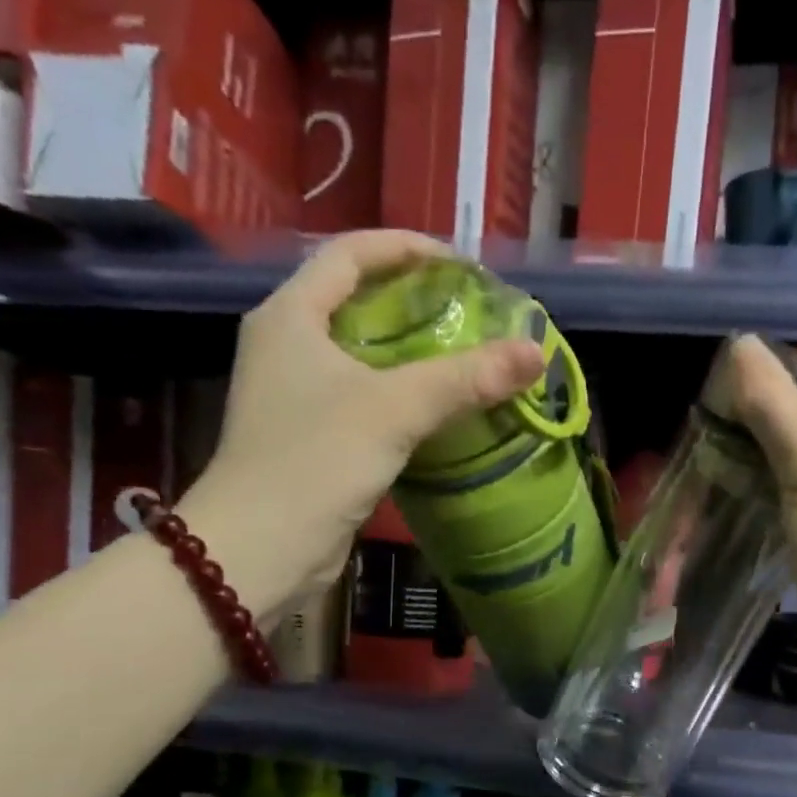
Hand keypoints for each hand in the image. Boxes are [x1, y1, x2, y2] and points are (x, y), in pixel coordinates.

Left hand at [179, 231, 542, 618]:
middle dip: (413, 300)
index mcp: (290, 316)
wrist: (261, 547)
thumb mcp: (394, 410)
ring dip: (410, 351)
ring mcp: (295, 394)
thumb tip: (535, 352)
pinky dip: (400, 393)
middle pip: (355, 300)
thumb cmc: (315, 460)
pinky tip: (438, 408)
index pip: (349, 254)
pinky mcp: (309, 436)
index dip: (405, 249)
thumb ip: (465, 379)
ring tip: (464, 354)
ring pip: (361, 353)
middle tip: (469, 311)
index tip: (460, 264)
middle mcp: (286, 345)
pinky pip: (363, 397)